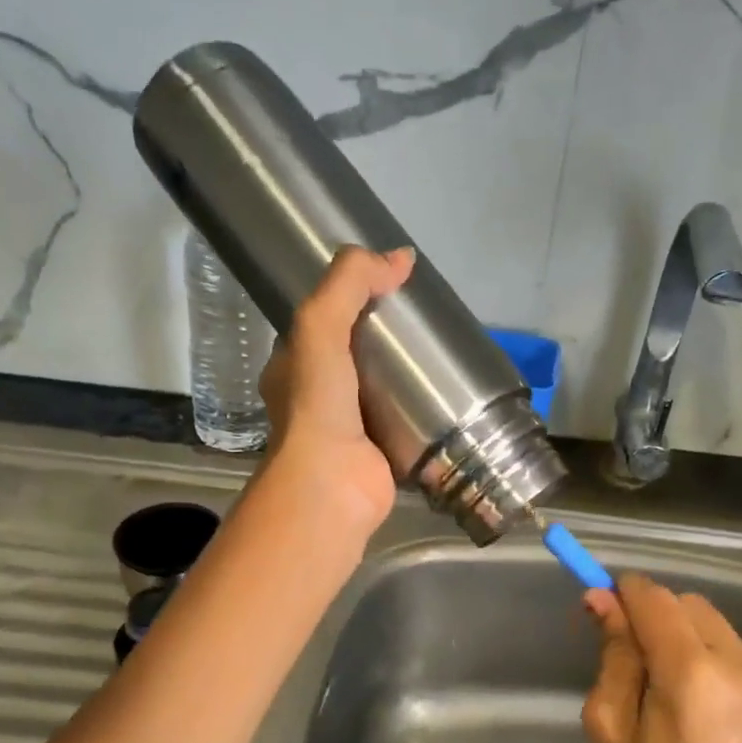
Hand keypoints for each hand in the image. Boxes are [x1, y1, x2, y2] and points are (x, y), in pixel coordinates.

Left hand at [258, 246, 415, 539]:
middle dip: (383, 341)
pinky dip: (422, 412)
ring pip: (379, 392)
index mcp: (292, 368)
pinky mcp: (380, 456)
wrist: (332, 485)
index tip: (388, 288)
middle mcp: (315, 399)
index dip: (349, 301)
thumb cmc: (317, 404)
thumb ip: (351, 283)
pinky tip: (449, 398)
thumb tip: (400, 257)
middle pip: (353, 357)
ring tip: (442, 356)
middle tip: (423, 323)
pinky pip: (403, 424)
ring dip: (405, 378)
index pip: (320, 324)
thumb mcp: (321, 325)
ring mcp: (348, 431)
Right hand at [581, 575, 741, 742]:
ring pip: (724, 633)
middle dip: (662, 621)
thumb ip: (612, 656)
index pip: (656, 599)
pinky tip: (722, 723)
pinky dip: (728, 676)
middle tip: (646, 665)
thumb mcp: (610, 731)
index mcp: (692, 677)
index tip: (610, 605)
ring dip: (698, 648)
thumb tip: (602, 600)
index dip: (628, 593)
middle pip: (693, 607)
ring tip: (689, 703)